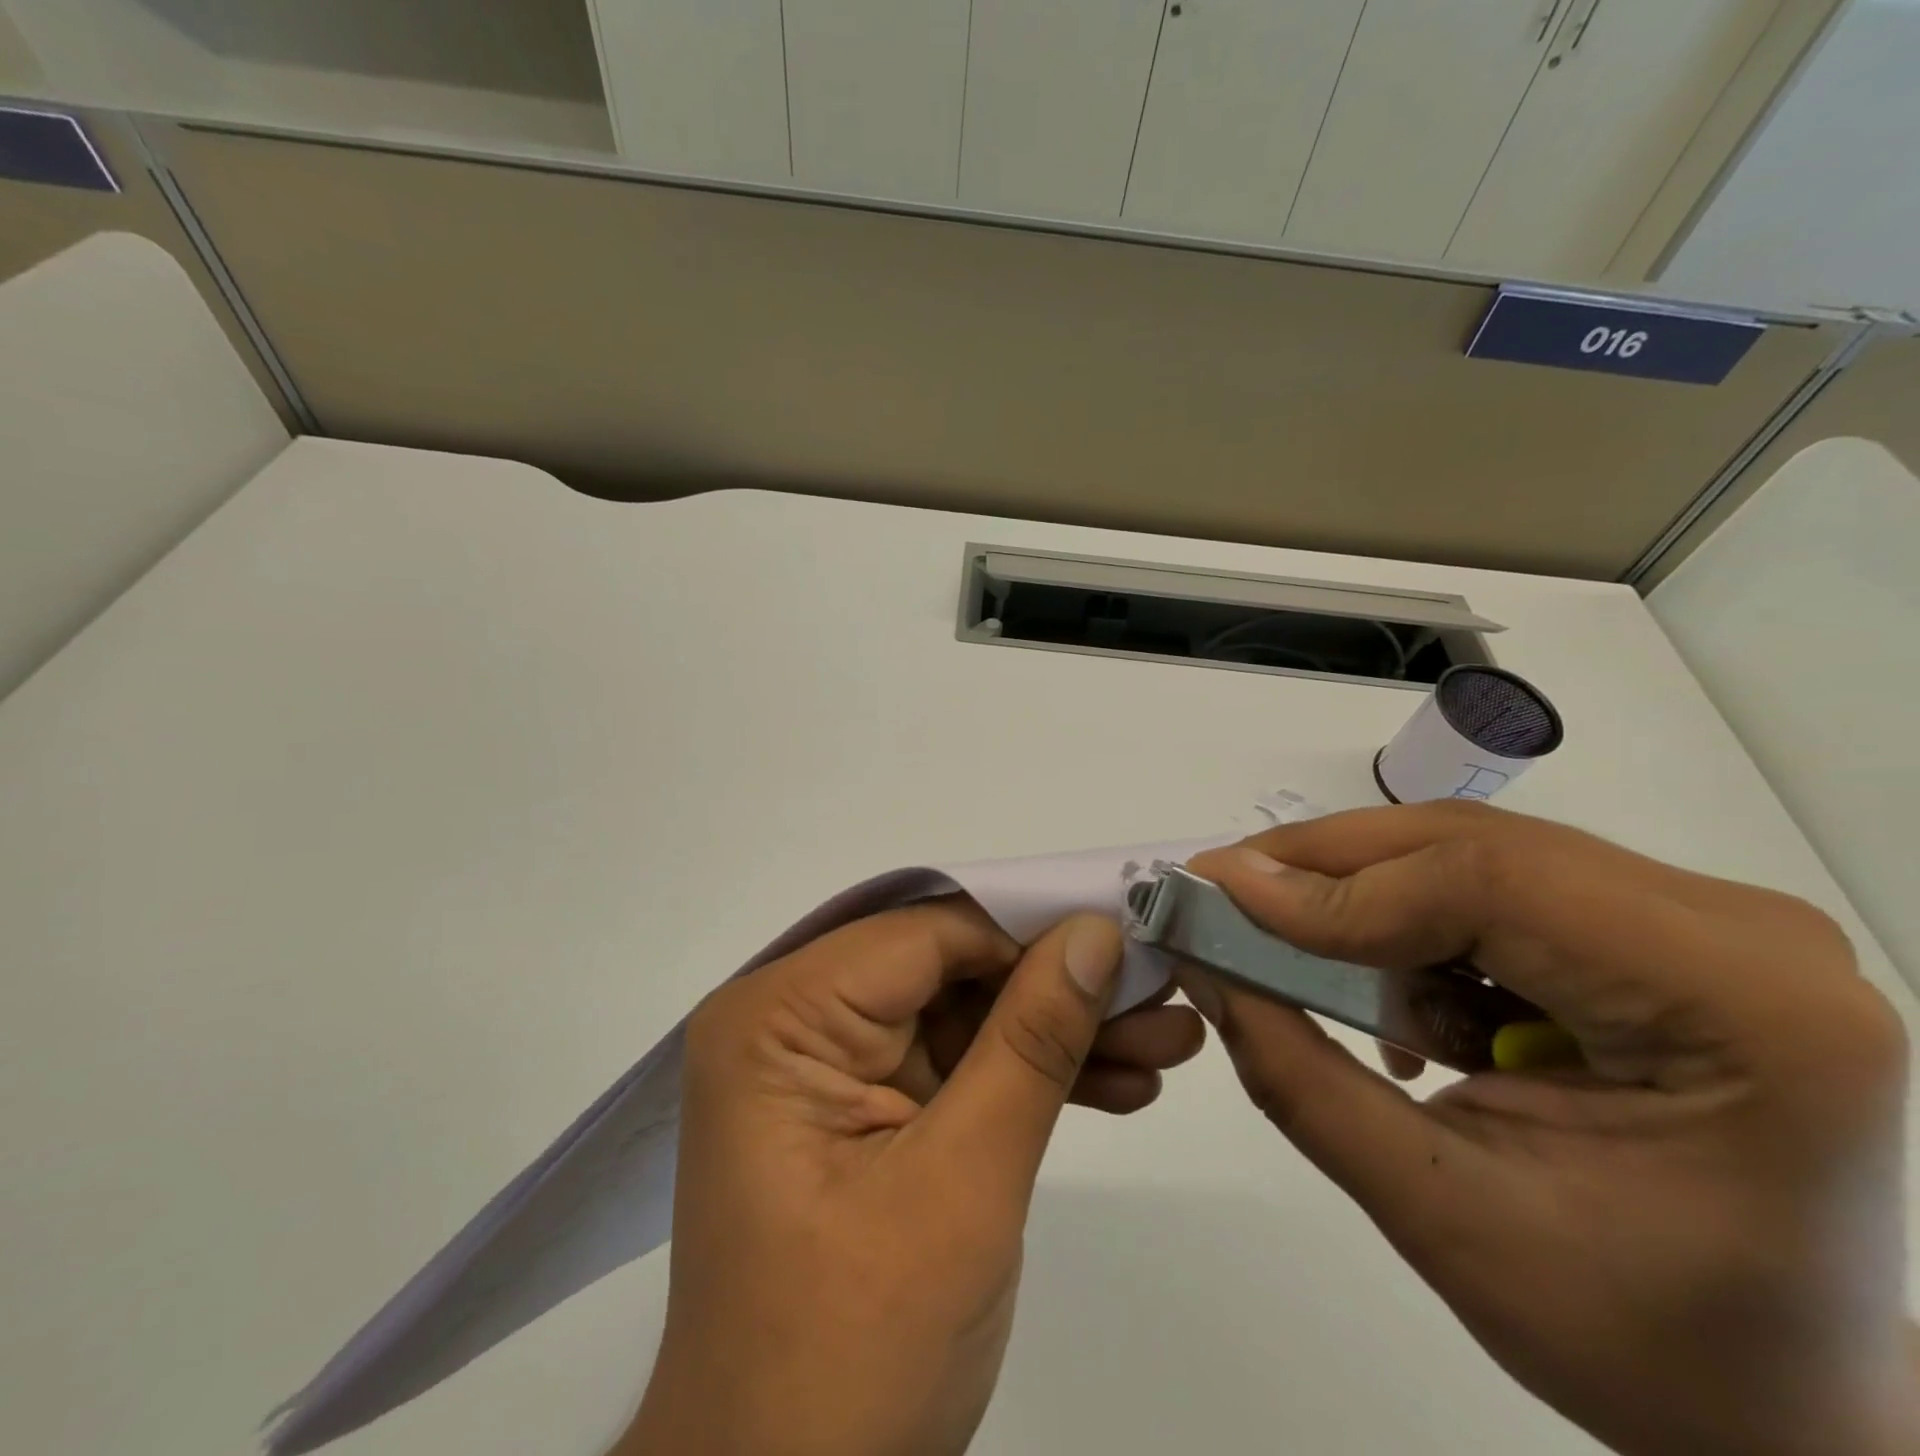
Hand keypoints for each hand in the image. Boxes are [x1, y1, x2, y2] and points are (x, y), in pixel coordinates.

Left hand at [618, 899, 1204, 1455]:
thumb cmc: (855, 1348)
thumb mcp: (961, 1183)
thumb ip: (1032, 1043)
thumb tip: (1096, 932)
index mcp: (780, 1017)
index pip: (924, 935)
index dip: (1029, 929)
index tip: (1127, 935)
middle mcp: (796, 1023)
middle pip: (949, 971)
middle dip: (1058, 989)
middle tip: (1161, 988)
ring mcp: (831, 1068)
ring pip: (964, 1017)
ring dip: (1060, 1034)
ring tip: (1167, 1039)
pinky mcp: (866, 1111)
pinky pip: (958, 1067)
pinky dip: (1030, 1079)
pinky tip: (1120, 1084)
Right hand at [1178, 803, 1918, 1455]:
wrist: (1788, 1400)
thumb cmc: (1643, 1342)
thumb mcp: (1440, 1216)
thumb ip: (1298, 1075)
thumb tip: (1200, 960)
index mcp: (1746, 1010)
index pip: (1491, 884)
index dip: (1336, 885)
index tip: (1217, 894)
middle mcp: (1740, 931)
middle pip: (1475, 846)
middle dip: (1328, 870)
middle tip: (1224, 895)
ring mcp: (1704, 920)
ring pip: (1470, 853)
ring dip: (1365, 899)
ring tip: (1306, 968)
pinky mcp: (1658, 926)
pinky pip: (1489, 884)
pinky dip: (1410, 923)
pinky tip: (1402, 1004)